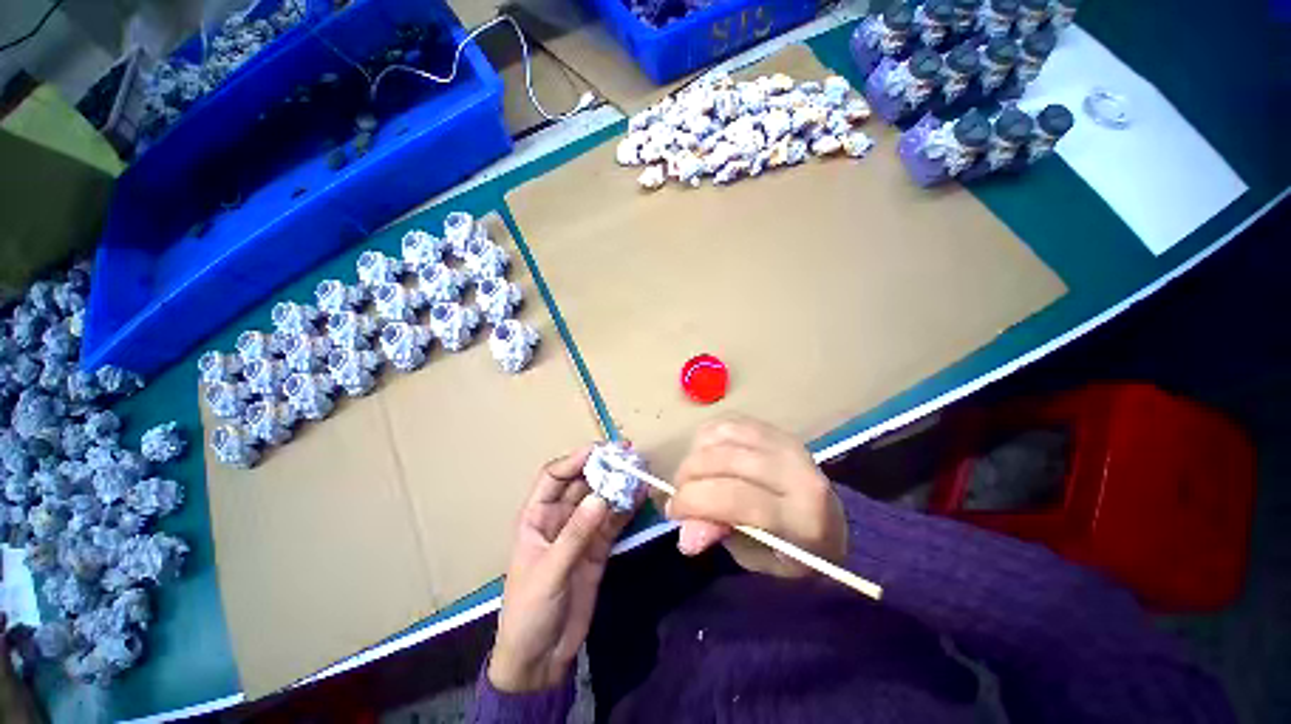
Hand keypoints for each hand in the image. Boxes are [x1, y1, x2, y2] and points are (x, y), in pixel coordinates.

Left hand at [489, 446, 640, 691]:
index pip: (554, 477)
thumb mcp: (549, 572)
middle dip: (603, 467)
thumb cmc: (529, 611)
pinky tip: (641, 496)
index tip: (600, 450)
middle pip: (582, 483)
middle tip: (628, 455)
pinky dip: (627, 508)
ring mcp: (581, 531)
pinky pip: (614, 521)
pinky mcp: (598, 547)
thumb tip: (602, 497)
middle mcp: (559, 517)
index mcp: (536, 516)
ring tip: (640, 470)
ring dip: (619, 485)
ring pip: (601, 499)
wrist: (541, 658)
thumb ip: (576, 534)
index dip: (575, 460)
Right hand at [666, 415, 847, 577]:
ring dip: (694, 456)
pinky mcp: (773, 428)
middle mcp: (795, 470)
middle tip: (679, 496)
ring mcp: (784, 442)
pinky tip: (705, 456)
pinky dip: (706, 439)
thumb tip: (683, 533)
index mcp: (801, 516)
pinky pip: (726, 423)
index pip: (735, 498)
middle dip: (688, 477)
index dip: (694, 502)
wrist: (829, 518)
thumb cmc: (792, 550)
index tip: (672, 512)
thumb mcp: (757, 559)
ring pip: (721, 436)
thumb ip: (720, 537)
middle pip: (723, 461)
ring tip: (692, 477)